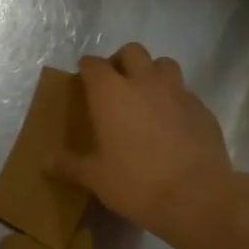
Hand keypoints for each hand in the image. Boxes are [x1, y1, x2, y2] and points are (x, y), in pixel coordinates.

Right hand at [51, 43, 233, 246]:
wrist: (195, 197)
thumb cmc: (135, 183)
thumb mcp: (95, 178)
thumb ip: (70, 165)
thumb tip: (46, 162)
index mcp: (111, 93)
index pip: (93, 64)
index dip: (86, 69)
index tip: (83, 80)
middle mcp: (144, 82)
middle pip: (131, 52)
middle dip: (120, 61)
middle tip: (115, 85)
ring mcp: (178, 92)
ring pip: (163, 64)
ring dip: (152, 73)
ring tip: (146, 96)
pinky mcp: (202, 108)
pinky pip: (185, 92)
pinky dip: (174, 99)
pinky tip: (171, 123)